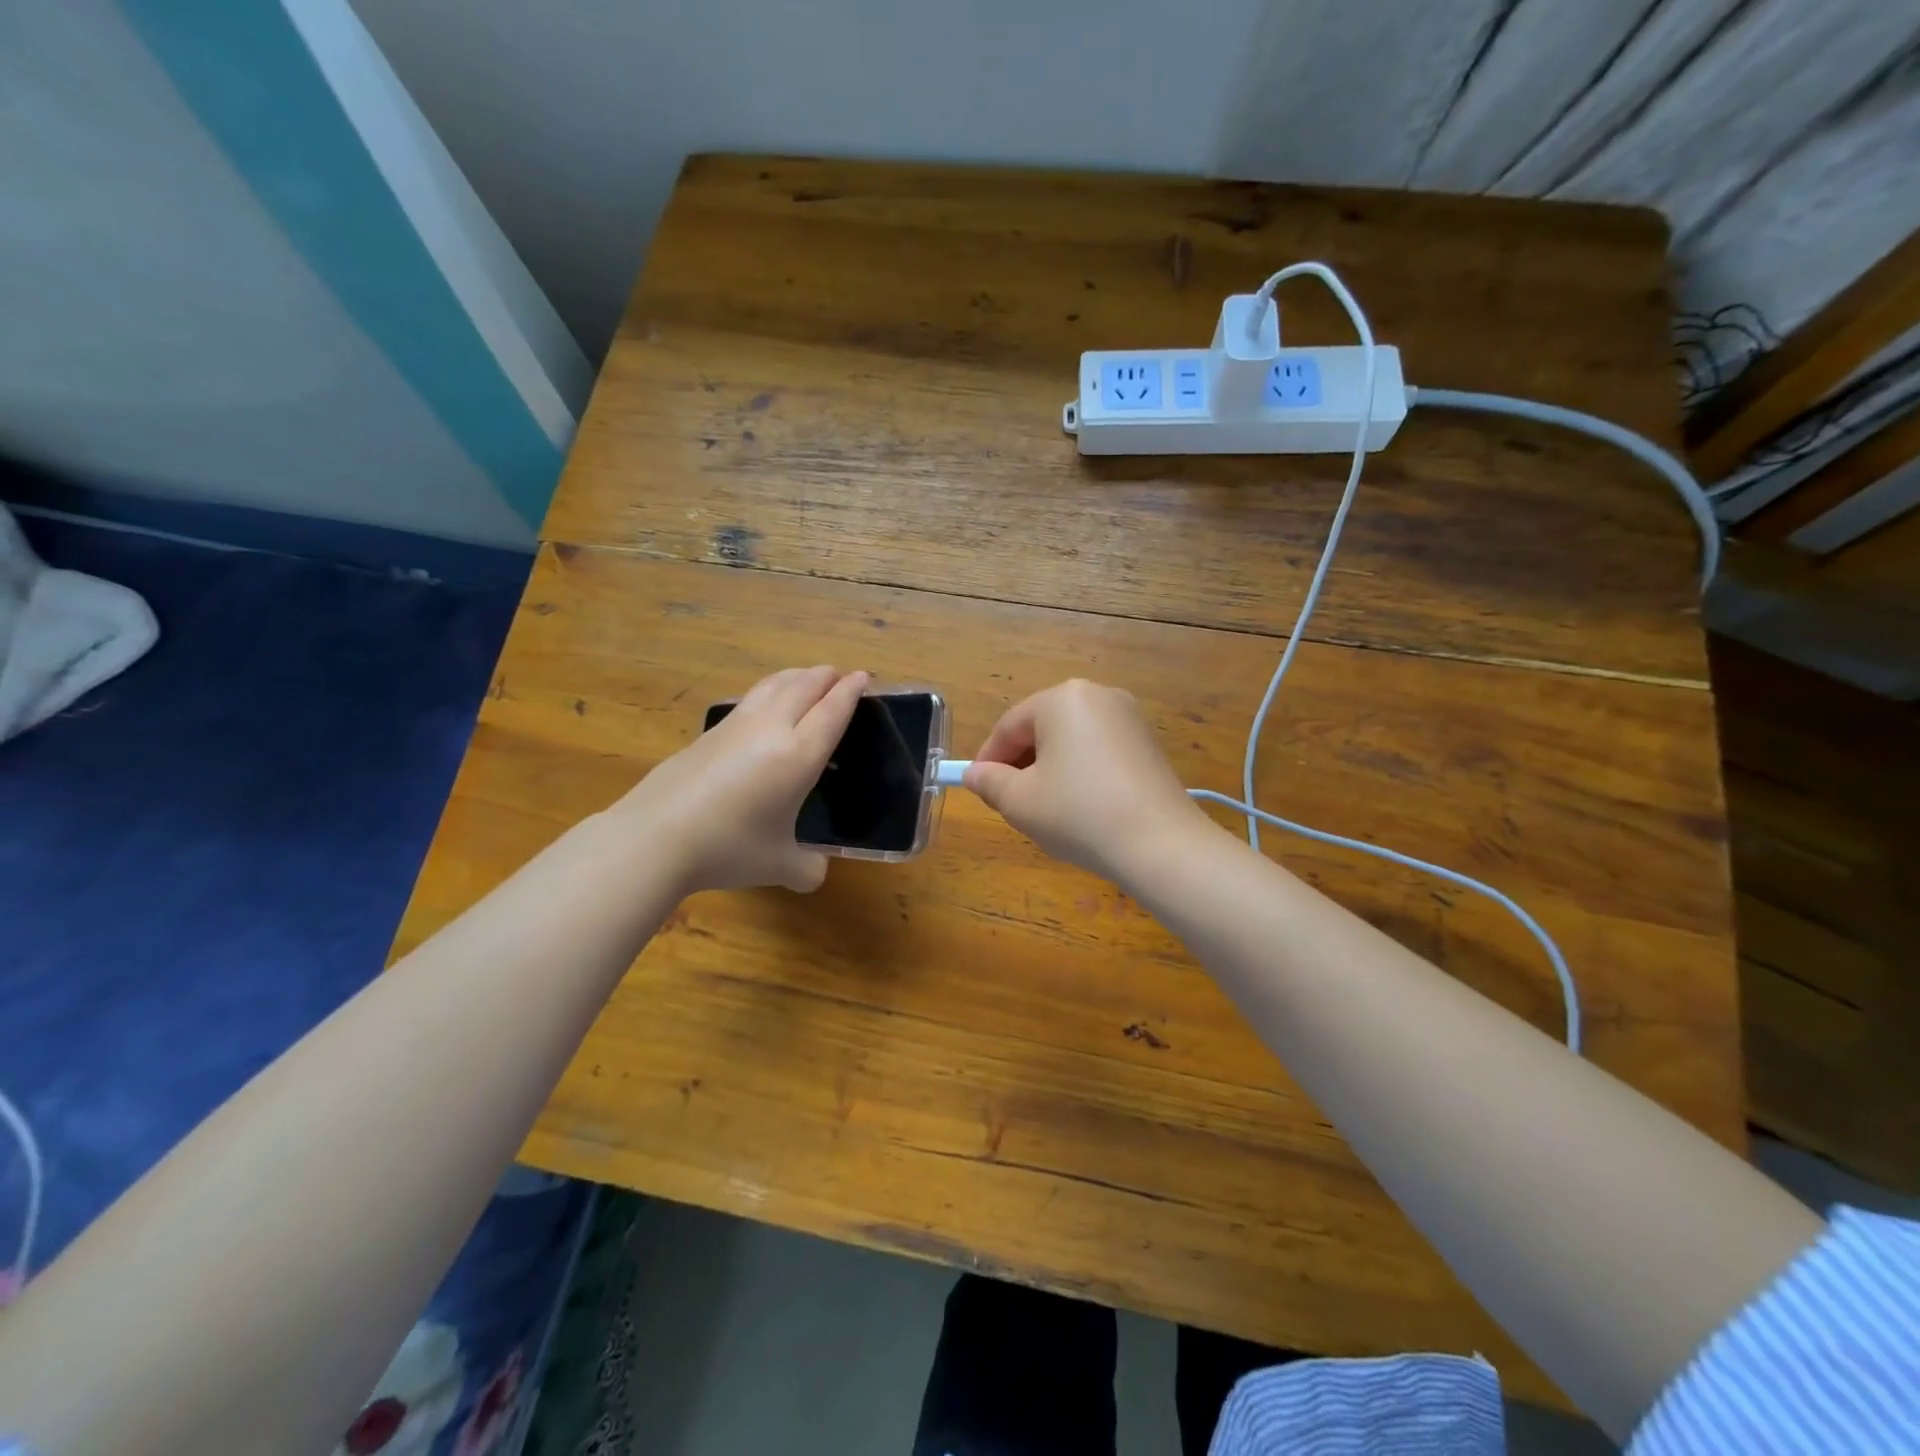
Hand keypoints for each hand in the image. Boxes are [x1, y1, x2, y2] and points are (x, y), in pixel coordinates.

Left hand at [615, 666, 868, 894]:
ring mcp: (736, 725)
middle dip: (826, 676)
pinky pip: (750, 698)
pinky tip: (765, 704)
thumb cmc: (729, 847)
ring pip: (774, 684)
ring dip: (796, 676)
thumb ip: (807, 867)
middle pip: (804, 686)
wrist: (656, 836)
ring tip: (806, 677)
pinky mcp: (708, 732)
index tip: (862, 676)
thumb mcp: (779, 865)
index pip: (832, 711)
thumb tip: (816, 872)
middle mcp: (771, 728)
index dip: (850, 691)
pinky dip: (769, 691)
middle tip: (839, 675)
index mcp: (798, 755)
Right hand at [963, 679, 1215, 884]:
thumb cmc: (1078, 814)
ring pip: (1072, 741)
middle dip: (1021, 764)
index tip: (978, 789)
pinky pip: (1100, 751)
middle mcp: (1098, 695)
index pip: (1009, 726)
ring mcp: (1130, 717)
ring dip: (1051, 769)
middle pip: (1042, 729)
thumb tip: (974, 774)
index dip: (988, 759)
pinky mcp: (1149, 744)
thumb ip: (989, 782)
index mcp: (1062, 698)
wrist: (1160, 844)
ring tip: (1046, 809)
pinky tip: (1082, 808)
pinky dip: (1082, 773)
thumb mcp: (1019, 801)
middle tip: (1011, 802)